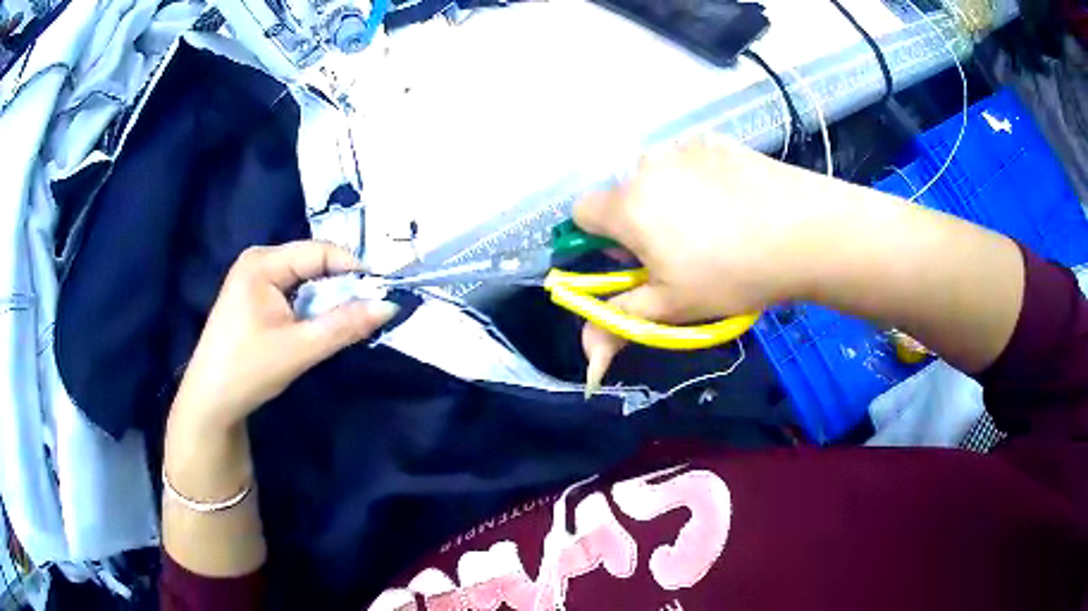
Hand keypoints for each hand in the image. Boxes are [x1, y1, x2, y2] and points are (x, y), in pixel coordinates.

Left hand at [170, 241, 398, 430]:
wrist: (210, 401)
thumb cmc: (248, 370)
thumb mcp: (300, 348)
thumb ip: (345, 325)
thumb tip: (389, 305)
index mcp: (263, 262)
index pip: (320, 252)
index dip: (353, 270)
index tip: (380, 296)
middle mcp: (258, 260)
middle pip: (313, 263)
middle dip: (340, 288)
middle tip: (364, 315)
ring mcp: (253, 277)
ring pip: (305, 279)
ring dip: (326, 300)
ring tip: (342, 325)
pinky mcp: (253, 296)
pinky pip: (292, 291)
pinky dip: (310, 308)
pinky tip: (315, 329)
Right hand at [574, 137, 853, 386]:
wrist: (806, 232)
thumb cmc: (733, 274)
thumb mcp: (673, 307)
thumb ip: (620, 325)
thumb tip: (588, 362)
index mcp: (627, 206)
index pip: (581, 213)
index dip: (599, 241)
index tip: (633, 261)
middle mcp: (646, 166)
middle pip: (623, 196)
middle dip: (637, 223)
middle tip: (680, 253)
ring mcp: (684, 147)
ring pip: (657, 177)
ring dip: (668, 200)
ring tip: (714, 227)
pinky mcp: (716, 141)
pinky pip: (689, 161)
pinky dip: (699, 180)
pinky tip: (734, 202)